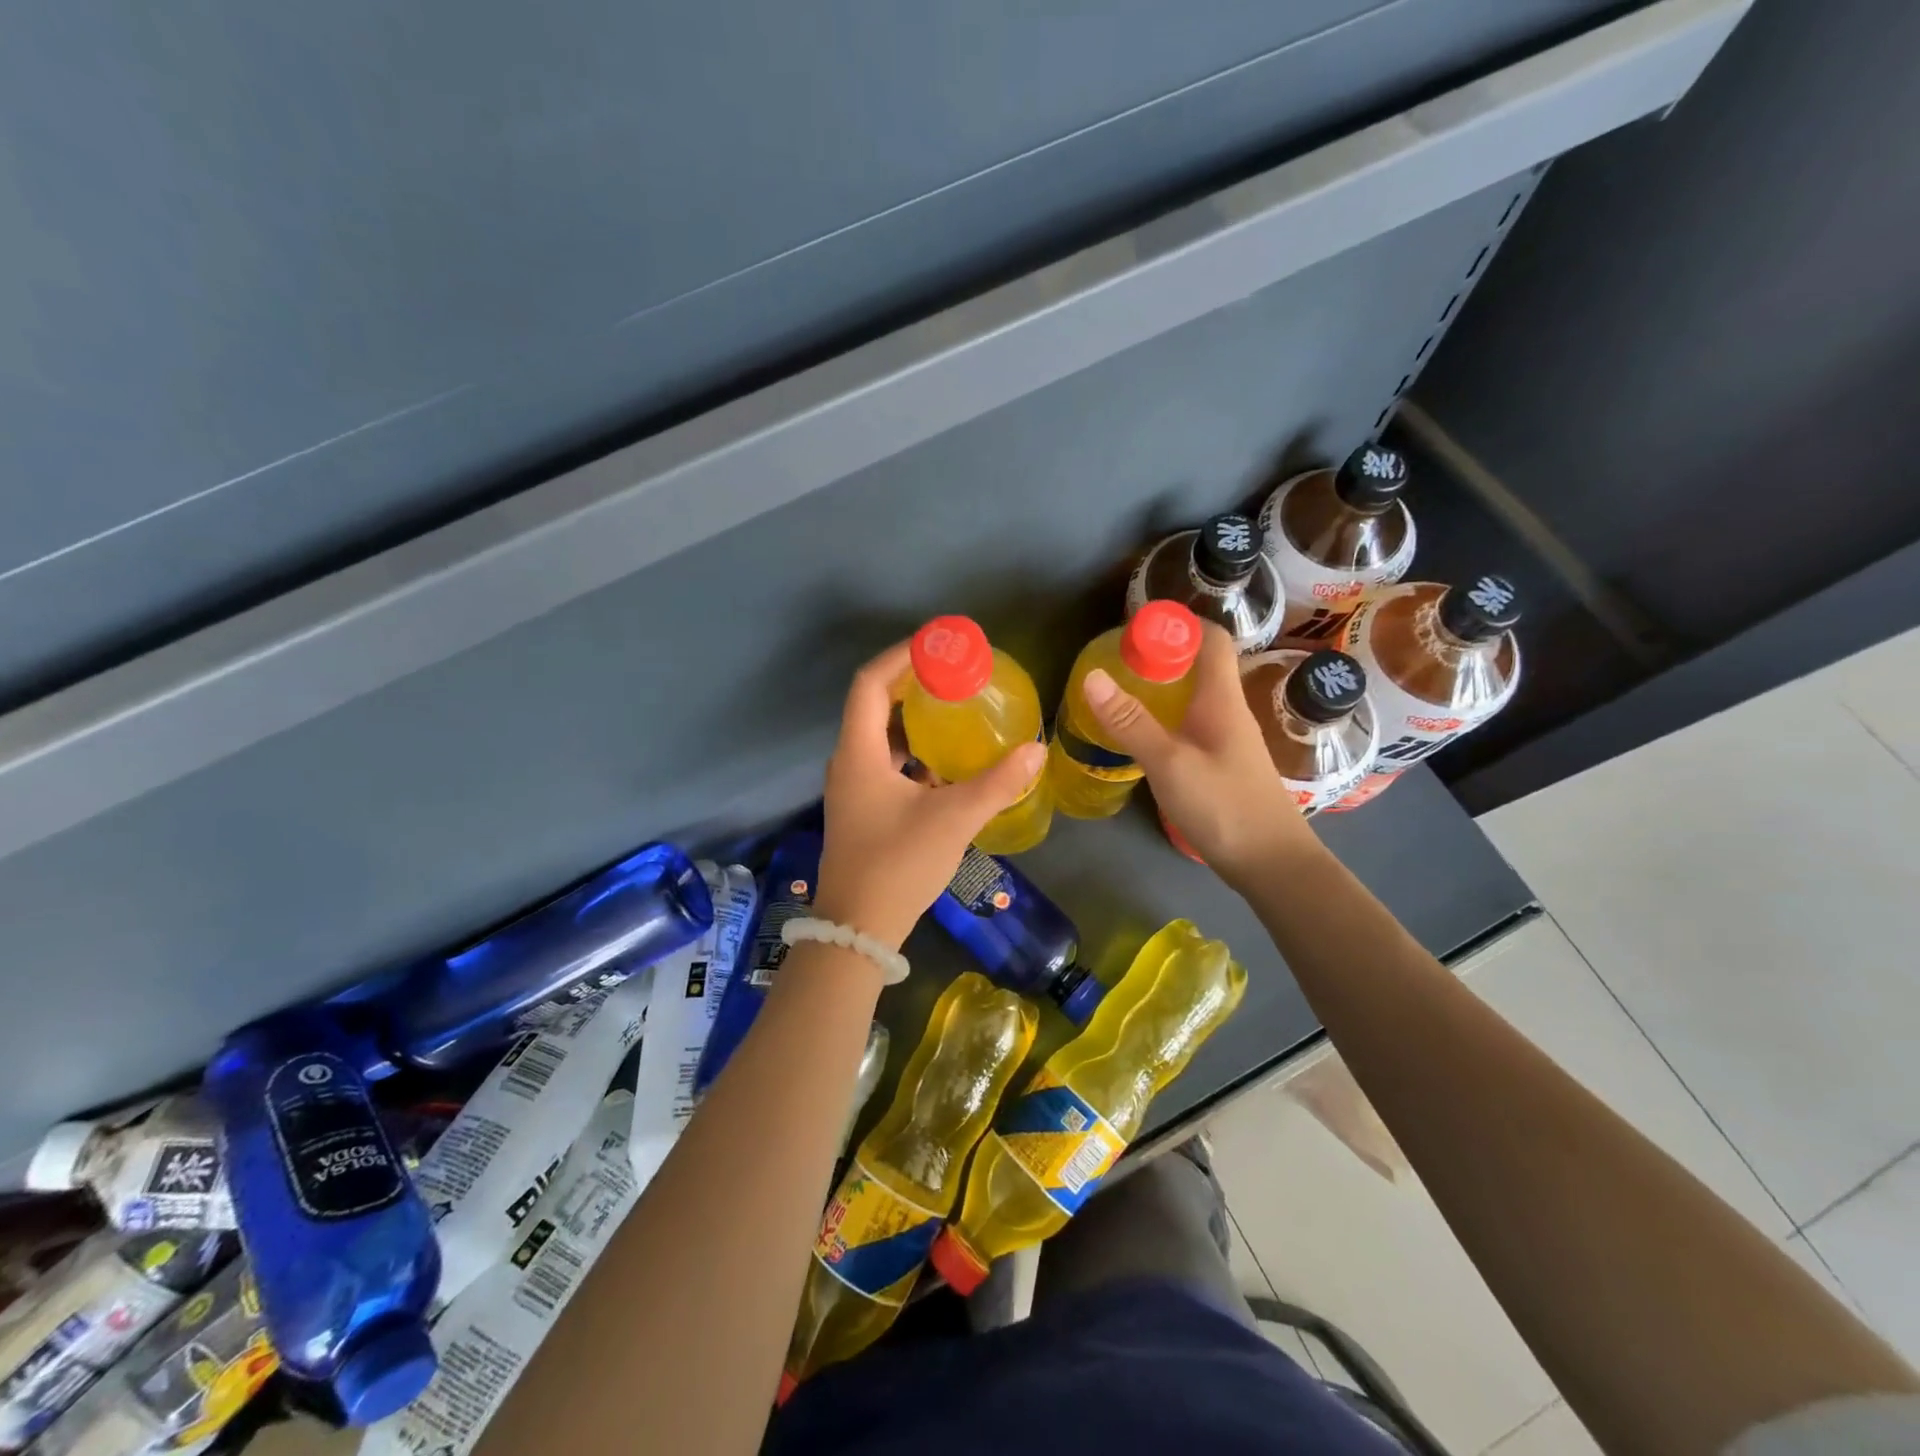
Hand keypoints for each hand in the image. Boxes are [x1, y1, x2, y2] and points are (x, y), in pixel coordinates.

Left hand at [814, 641, 1045, 950]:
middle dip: (913, 685)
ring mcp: (852, 787)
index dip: (901, 656)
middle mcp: (848, 761)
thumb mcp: (953, 819)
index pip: (870, 683)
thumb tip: (1037, 750)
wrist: (858, 929)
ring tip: (956, 711)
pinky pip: (885, 763)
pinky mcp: (861, 809)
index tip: (938, 645)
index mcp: (859, 752)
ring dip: (914, 720)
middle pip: (874, 705)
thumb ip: (996, 783)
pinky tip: (946, 763)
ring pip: (881, 737)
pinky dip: (913, 752)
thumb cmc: (898, 864)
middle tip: (955, 675)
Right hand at [1080, 622, 1315, 888]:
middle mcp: (1228, 711)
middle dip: (1160, 656)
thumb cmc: (1225, 807)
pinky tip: (1142, 736)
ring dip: (1161, 690)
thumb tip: (1092, 676)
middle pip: (1199, 666)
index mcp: (1222, 699)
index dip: (1178, 624)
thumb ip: (1131, 722)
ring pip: (1193, 698)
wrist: (1272, 864)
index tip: (1136, 628)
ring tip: (1120, 694)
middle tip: (1116, 663)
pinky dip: (1166, 719)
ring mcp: (1227, 740)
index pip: (1210, 639)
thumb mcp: (1170, 764)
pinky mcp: (1221, 765)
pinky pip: (1191, 725)